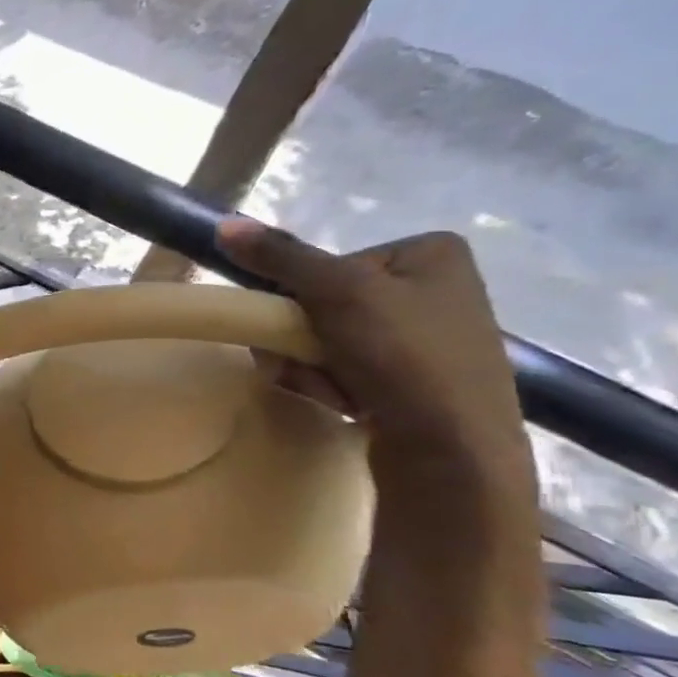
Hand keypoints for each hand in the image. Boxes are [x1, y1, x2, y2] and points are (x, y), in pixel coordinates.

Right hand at [216, 220, 536, 509]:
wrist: (453, 452)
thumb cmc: (405, 358)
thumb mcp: (338, 294)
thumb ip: (281, 258)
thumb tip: (224, 224)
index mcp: (430, 254)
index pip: (329, 265)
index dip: (304, 299)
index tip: (308, 327)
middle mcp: (433, 289)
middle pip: (325, 306)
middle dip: (304, 342)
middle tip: (308, 366)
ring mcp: (426, 339)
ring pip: (329, 343)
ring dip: (311, 368)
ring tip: (331, 392)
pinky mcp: (415, 382)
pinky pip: (347, 371)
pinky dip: (332, 387)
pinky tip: (345, 405)